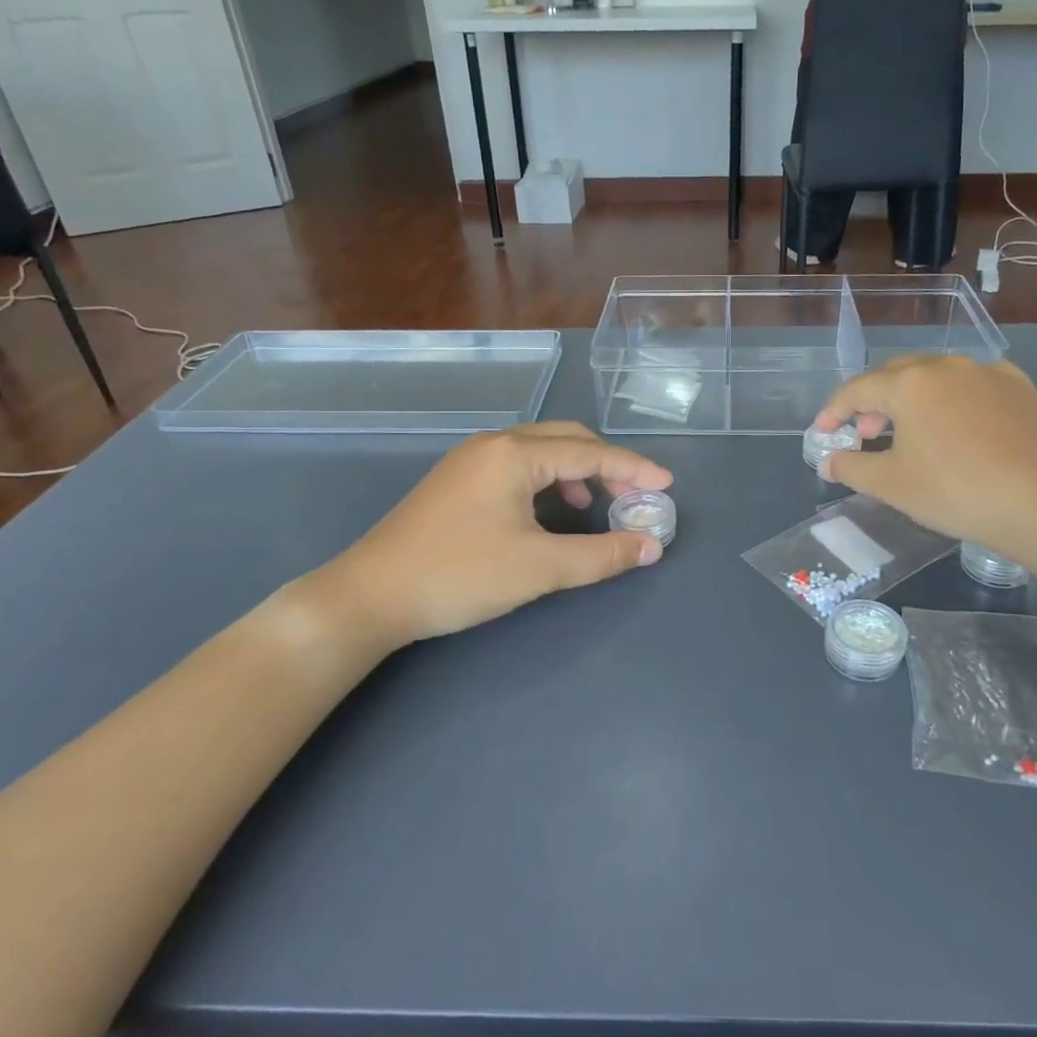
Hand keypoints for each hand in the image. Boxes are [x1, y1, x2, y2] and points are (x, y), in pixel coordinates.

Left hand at [299, 422, 671, 655]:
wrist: (370, 596)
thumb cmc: (460, 575)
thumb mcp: (539, 567)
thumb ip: (600, 555)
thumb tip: (650, 546)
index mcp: (514, 453)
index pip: (590, 452)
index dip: (632, 468)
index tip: (666, 486)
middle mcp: (493, 444)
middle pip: (566, 440)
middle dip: (606, 464)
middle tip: (634, 495)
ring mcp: (470, 461)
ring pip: (539, 452)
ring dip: (575, 473)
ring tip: (594, 507)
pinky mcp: (456, 482)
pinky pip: (516, 467)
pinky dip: (546, 482)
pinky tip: (548, 513)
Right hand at [813, 357, 1036, 580]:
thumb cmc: (958, 491)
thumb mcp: (893, 485)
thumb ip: (852, 468)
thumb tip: (829, 460)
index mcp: (909, 384)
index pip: (857, 390)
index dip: (833, 412)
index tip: (823, 434)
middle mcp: (946, 366)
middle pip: (895, 376)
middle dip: (873, 403)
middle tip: (866, 435)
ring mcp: (988, 373)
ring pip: (936, 377)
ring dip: (913, 400)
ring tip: (911, 433)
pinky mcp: (1021, 388)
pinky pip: (974, 385)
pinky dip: (954, 400)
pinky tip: (959, 424)